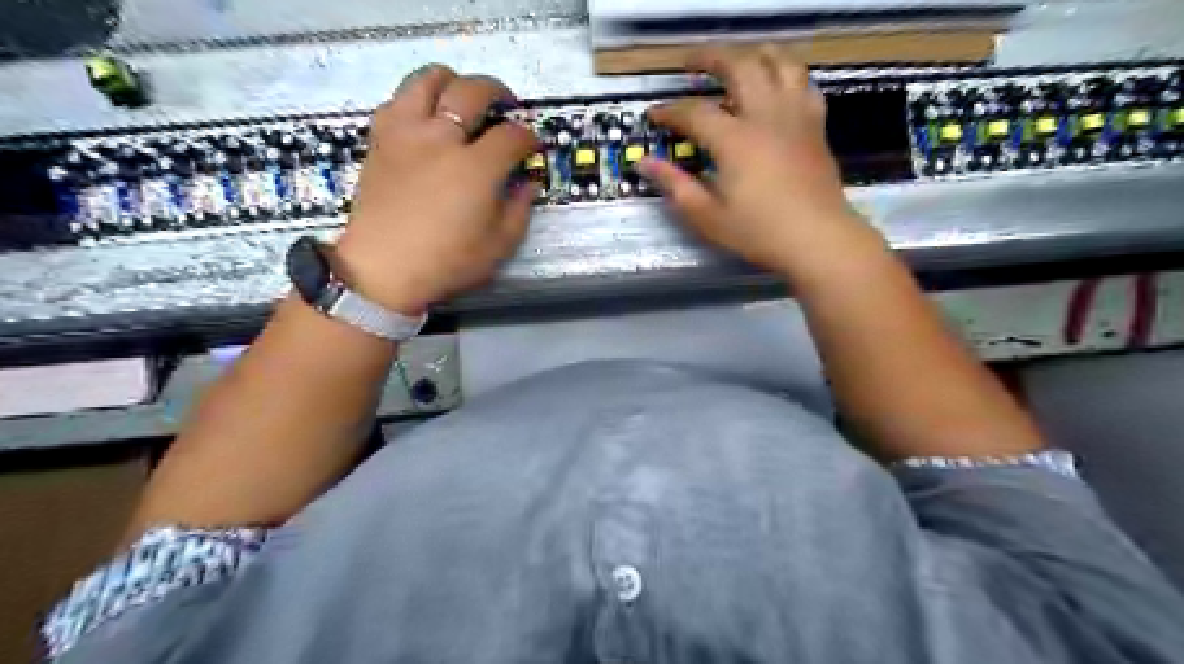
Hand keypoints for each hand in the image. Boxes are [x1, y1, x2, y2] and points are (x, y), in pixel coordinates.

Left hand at [333, 64, 536, 312]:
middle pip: (473, 91)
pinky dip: (417, 99)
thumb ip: (519, 208)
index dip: (529, 138)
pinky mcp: (381, 139)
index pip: (511, 135)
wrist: (384, 270)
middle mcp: (441, 138)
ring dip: (452, 81)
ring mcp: (406, 134)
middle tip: (506, 107)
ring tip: (462, 98)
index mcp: (475, 168)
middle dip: (497, 93)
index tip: (532, 147)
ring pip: (428, 79)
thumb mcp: (499, 244)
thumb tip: (529, 183)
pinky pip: (397, 99)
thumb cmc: (447, 262)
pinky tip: (426, 118)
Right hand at [638, 46, 877, 276]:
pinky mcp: (816, 126)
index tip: (653, 114)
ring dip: (754, 53)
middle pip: (739, 65)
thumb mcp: (707, 216)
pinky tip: (777, 84)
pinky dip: (788, 74)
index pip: (694, 112)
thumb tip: (644, 162)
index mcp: (735, 140)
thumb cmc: (758, 232)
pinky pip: (804, 84)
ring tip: (737, 58)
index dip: (669, 111)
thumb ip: (675, 185)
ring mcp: (795, 116)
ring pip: (779, 62)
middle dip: (710, 57)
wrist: (817, 239)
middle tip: (690, 62)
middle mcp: (765, 116)